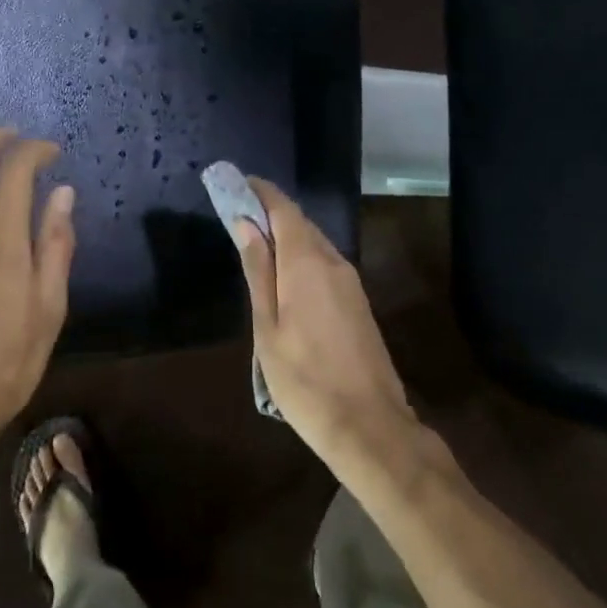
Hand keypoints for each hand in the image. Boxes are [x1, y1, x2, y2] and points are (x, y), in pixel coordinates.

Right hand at [232, 178, 416, 464]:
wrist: (368, 425)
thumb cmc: (304, 379)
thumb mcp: (267, 328)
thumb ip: (258, 271)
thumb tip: (245, 224)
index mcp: (307, 264)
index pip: (285, 210)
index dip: (262, 192)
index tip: (238, 182)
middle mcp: (334, 263)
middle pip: (301, 224)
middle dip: (270, 213)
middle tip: (238, 214)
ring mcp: (351, 283)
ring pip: (314, 244)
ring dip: (286, 236)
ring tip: (255, 245)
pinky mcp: (358, 303)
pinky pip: (325, 264)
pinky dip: (301, 258)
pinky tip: (284, 277)